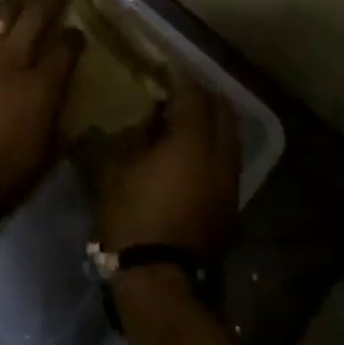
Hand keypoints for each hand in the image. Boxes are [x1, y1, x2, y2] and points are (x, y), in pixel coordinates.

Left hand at [0, 0, 83, 210]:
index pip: (65, 48)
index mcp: (40, 86)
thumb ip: (55, 116)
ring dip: (15, 6)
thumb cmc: (3, 177)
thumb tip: (57, 98)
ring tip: (21, 5)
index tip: (77, 32)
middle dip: (49, 2)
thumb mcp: (46, 153)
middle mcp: (10, 61)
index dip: (74, 37)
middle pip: (33, 16)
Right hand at [82, 78, 239, 254]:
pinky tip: (190, 153)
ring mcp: (229, 182)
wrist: (158, 278)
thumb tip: (131, 120)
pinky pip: (226, 159)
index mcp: (191, 141)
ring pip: (229, 136)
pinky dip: (212, 146)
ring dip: (210, 121)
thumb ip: (125, 136)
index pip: (193, 94)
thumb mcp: (114, 169)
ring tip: (184, 120)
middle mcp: (219, 155)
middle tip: (178, 89)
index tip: (164, 66)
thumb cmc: (132, 215)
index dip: (179, 76)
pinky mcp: (229, 204)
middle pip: (221, 110)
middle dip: (202, 94)